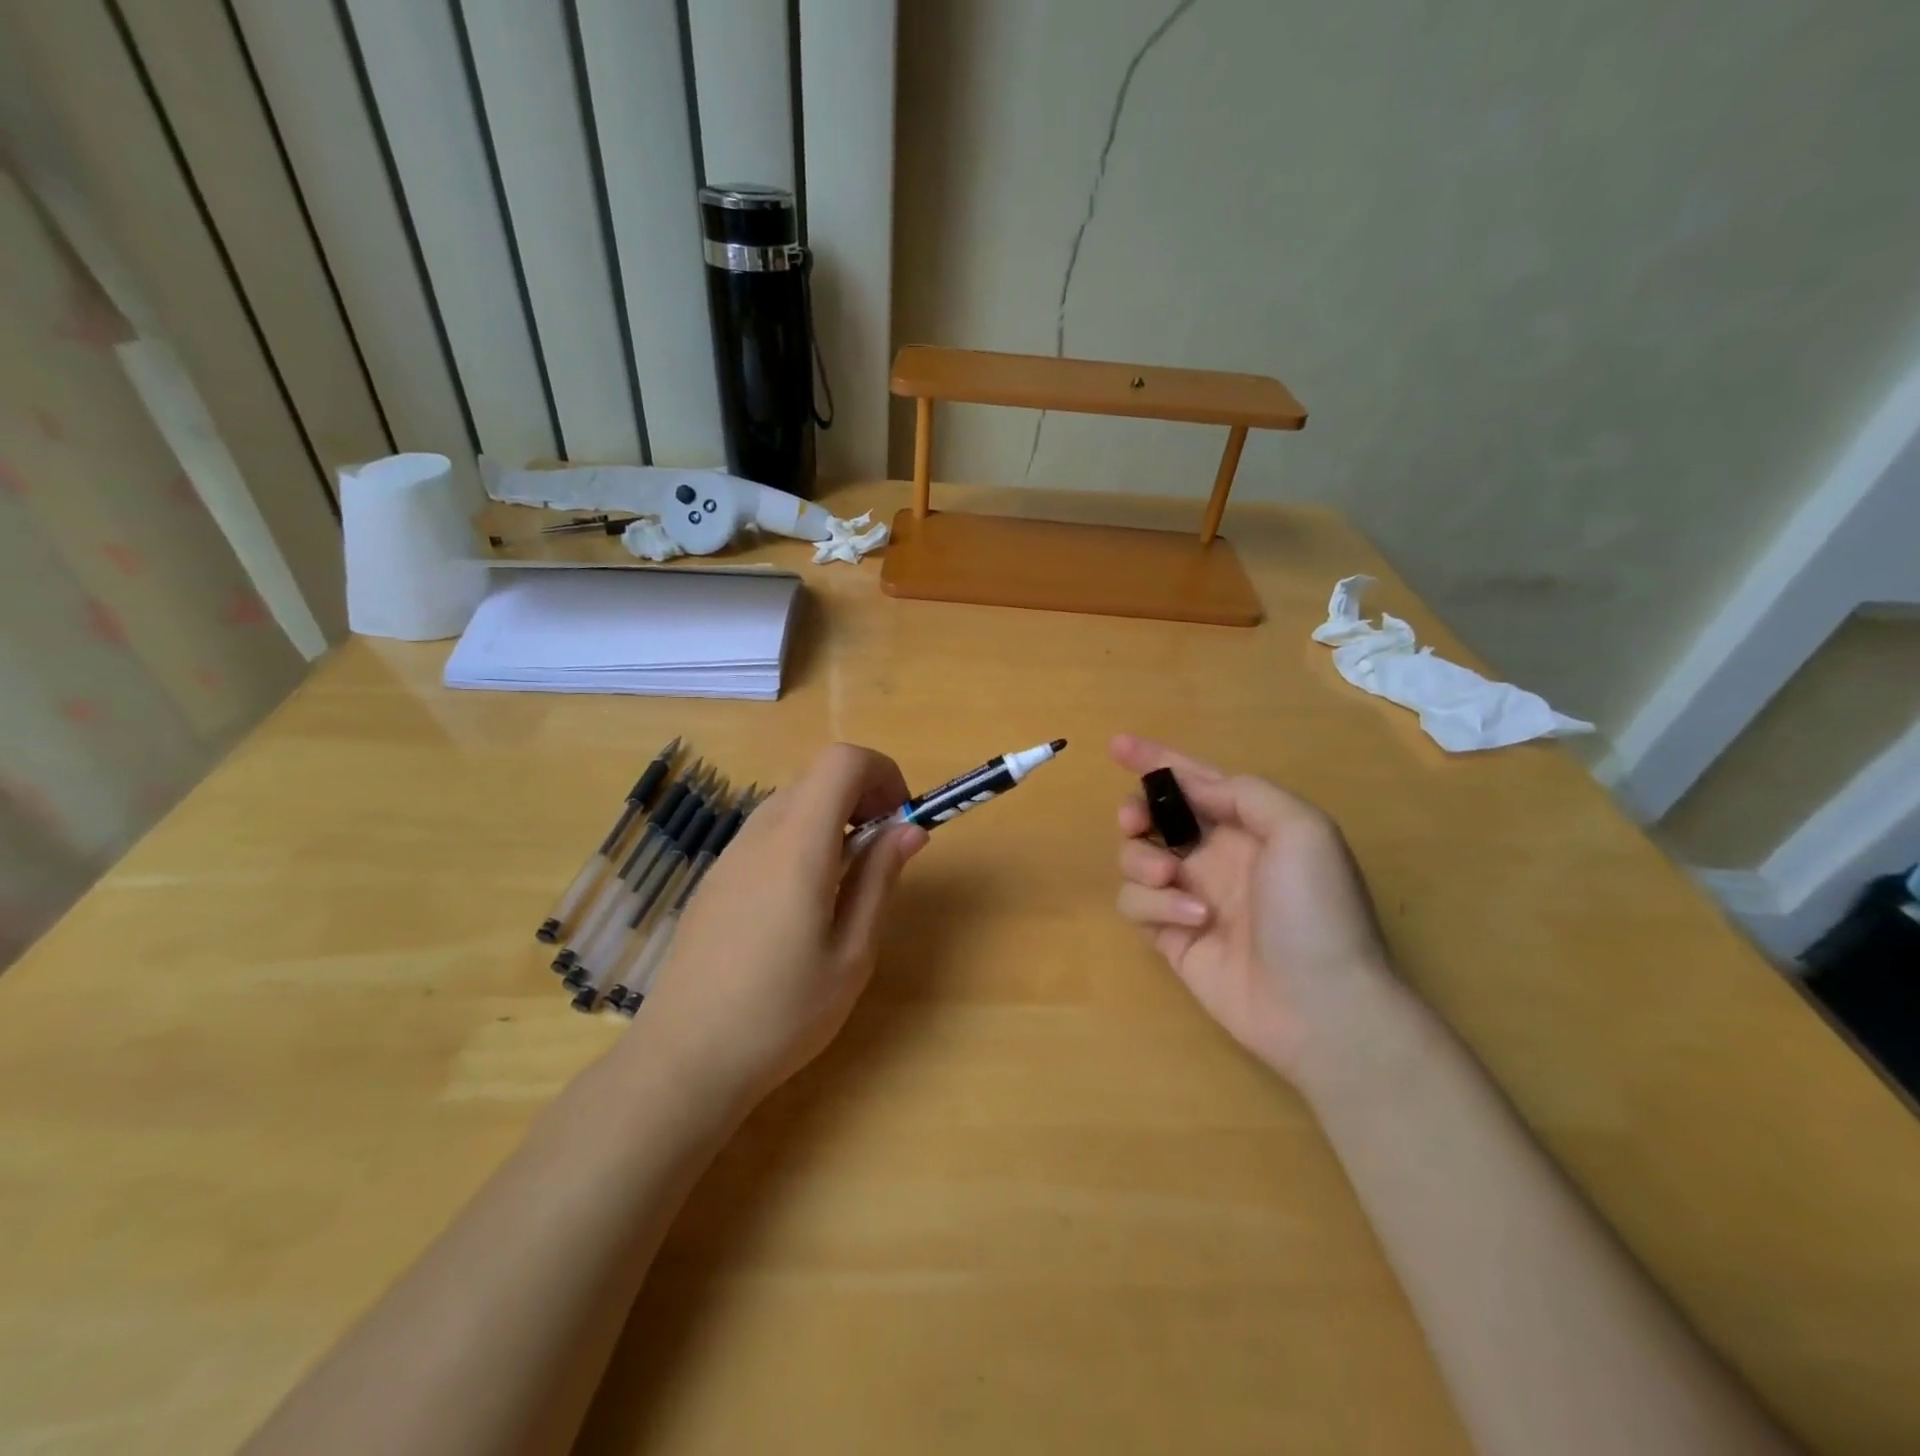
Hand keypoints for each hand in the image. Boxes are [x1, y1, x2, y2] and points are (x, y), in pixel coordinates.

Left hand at [632, 744, 927, 1110]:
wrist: (684, 1059)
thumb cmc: (782, 1013)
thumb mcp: (852, 953)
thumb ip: (879, 879)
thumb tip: (909, 828)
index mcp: (797, 846)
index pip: (842, 761)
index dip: (882, 773)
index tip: (901, 819)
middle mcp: (759, 835)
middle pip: (817, 777)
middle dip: (862, 796)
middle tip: (884, 852)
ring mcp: (730, 856)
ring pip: (792, 802)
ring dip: (832, 819)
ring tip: (848, 881)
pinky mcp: (715, 879)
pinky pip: (768, 833)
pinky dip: (802, 840)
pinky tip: (804, 903)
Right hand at [1111, 734, 1391, 1083]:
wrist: (1322, 1004)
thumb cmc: (1317, 909)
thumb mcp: (1302, 830)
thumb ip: (1244, 794)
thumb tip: (1191, 785)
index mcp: (1246, 826)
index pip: (1193, 782)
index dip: (1155, 759)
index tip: (1116, 744)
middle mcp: (1213, 856)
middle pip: (1151, 817)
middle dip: (1135, 811)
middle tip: (1135, 821)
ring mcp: (1188, 896)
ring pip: (1134, 858)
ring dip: (1142, 859)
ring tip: (1171, 877)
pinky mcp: (1169, 936)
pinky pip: (1135, 903)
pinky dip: (1155, 905)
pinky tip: (1193, 920)